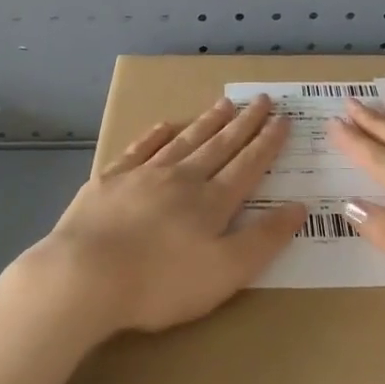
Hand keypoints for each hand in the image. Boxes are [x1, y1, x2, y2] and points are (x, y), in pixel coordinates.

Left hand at [22, 95, 305, 335]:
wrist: (86, 275)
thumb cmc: (161, 283)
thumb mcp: (225, 272)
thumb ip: (263, 239)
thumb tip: (298, 207)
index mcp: (212, 202)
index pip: (248, 165)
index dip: (268, 143)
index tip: (283, 119)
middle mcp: (182, 178)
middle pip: (220, 145)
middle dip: (244, 123)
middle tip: (262, 100)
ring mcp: (144, 174)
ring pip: (184, 140)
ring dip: (207, 122)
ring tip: (225, 103)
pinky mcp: (111, 180)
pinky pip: (140, 148)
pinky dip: (155, 135)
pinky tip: (165, 125)